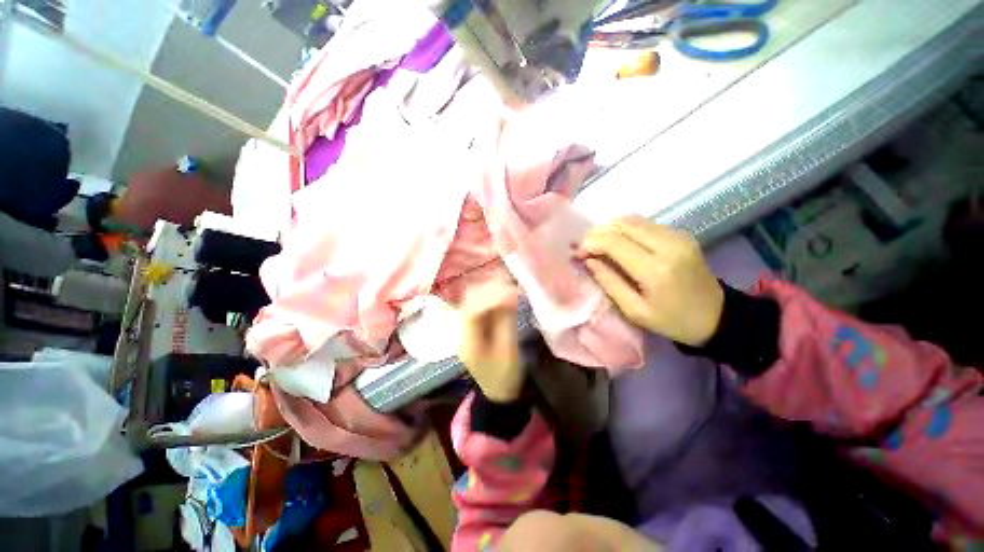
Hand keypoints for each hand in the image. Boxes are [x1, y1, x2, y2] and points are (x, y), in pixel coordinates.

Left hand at [458, 282, 523, 401]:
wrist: (499, 392)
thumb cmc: (505, 375)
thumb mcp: (508, 350)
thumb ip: (507, 321)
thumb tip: (510, 294)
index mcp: (467, 341)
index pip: (472, 311)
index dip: (490, 297)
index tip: (511, 290)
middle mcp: (461, 330)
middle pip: (469, 301)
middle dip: (489, 288)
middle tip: (510, 281)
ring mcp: (466, 326)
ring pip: (473, 299)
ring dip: (490, 289)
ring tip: (508, 282)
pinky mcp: (474, 325)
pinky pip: (480, 304)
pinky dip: (492, 295)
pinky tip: (504, 290)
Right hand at [579, 215, 723, 346]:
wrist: (716, 316)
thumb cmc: (672, 320)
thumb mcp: (635, 310)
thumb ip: (609, 282)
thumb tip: (589, 260)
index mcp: (656, 269)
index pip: (614, 242)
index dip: (591, 243)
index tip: (578, 252)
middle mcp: (668, 245)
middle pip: (622, 224)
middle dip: (598, 232)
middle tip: (585, 246)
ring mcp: (677, 235)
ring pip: (633, 219)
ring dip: (610, 228)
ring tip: (599, 244)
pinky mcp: (681, 233)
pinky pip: (645, 223)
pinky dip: (625, 228)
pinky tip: (618, 242)